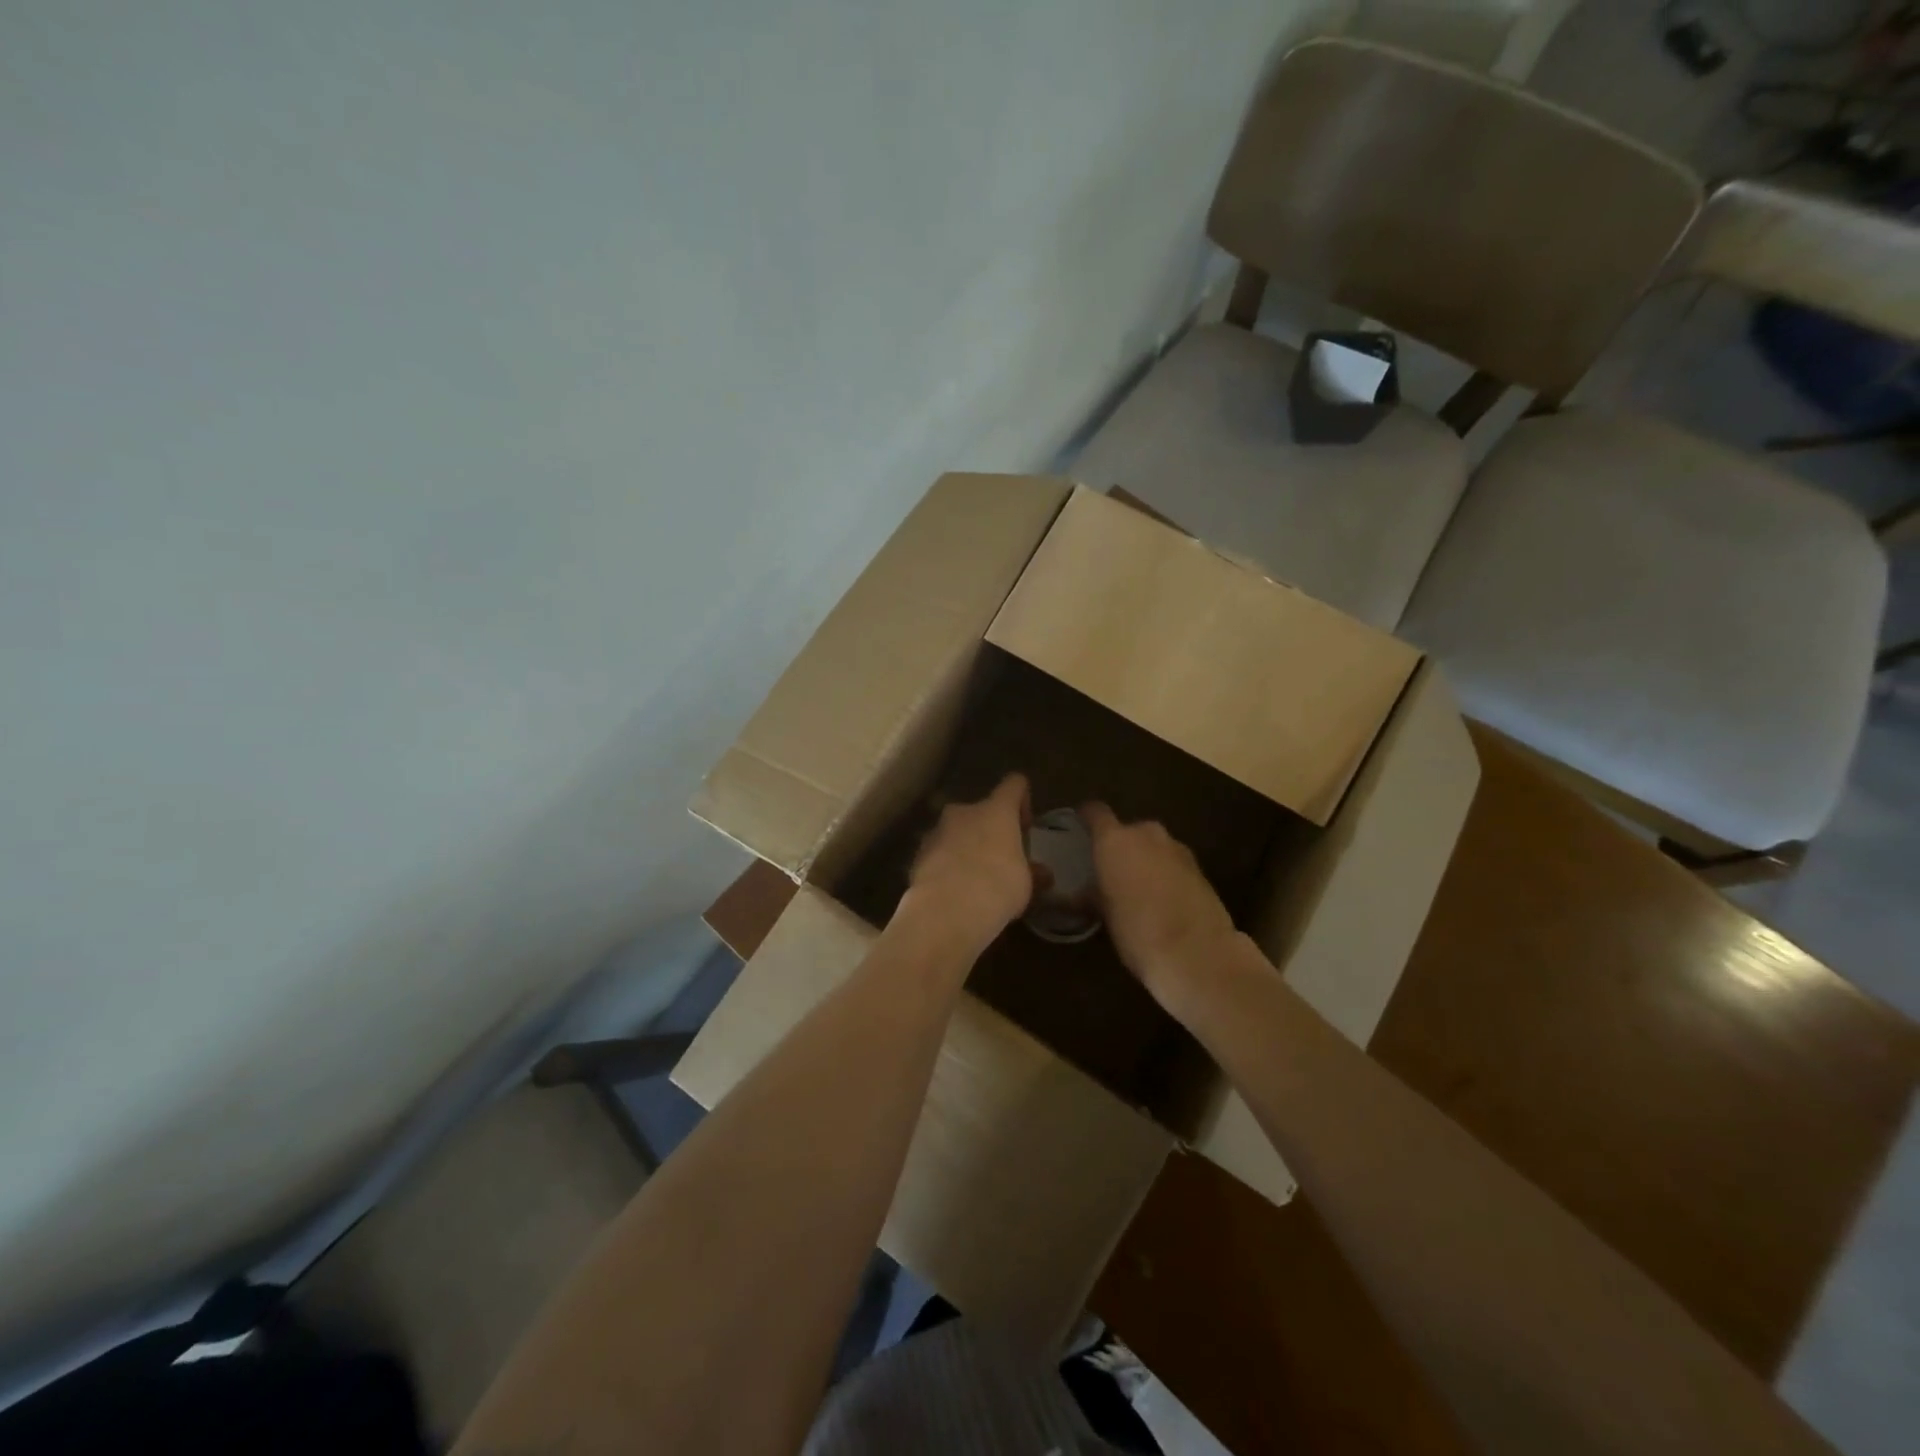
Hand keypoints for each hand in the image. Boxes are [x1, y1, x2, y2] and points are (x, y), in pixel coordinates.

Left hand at [905, 774, 1044, 947]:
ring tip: (974, 878)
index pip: (1014, 785)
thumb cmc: (997, 888)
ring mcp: (937, 831)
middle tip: (1000, 858)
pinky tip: (953, 891)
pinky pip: (938, 852)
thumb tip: (1043, 873)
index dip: (1022, 799)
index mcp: (996, 810)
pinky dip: (946, 864)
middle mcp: (964, 811)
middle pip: (981, 810)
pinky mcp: (917, 854)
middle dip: (990, 829)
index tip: (1025, 826)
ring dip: (965, 846)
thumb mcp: (1026, 885)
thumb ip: (1033, 873)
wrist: (945, 910)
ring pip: (956, 831)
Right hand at [1082, 802, 1245, 1021]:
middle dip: (1119, 846)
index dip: (1085, 817)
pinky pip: (1172, 862)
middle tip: (1109, 870)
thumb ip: (1091, 894)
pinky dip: (1165, 873)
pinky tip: (1161, 899)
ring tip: (1136, 887)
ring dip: (1144, 859)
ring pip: (1153, 846)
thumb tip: (1079, 893)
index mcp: (1115, 840)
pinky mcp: (1200, 868)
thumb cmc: (1137, 931)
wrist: (1197, 953)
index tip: (1078, 826)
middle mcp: (1146, 834)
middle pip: (1128, 830)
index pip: (1095, 812)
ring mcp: (1177, 849)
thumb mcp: (1103, 914)